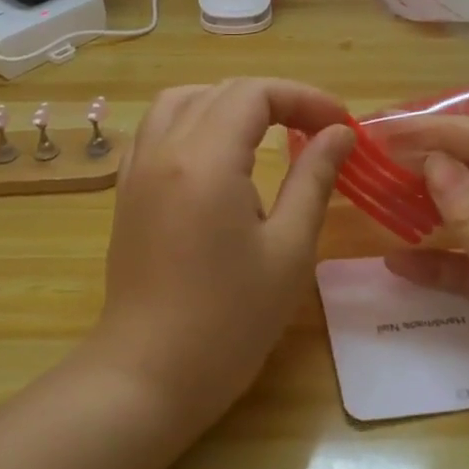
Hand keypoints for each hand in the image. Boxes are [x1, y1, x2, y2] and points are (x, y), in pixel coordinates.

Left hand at [88, 78, 354, 430]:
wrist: (148, 376)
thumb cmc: (229, 320)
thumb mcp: (288, 249)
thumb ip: (313, 179)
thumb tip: (338, 133)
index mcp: (205, 159)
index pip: (255, 94)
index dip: (303, 98)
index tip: (341, 123)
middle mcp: (165, 149)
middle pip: (221, 92)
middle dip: (274, 99)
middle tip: (316, 129)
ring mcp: (138, 169)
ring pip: (181, 101)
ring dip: (228, 103)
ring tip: (266, 131)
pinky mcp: (127, 191)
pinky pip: (156, 129)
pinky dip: (192, 121)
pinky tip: (215, 154)